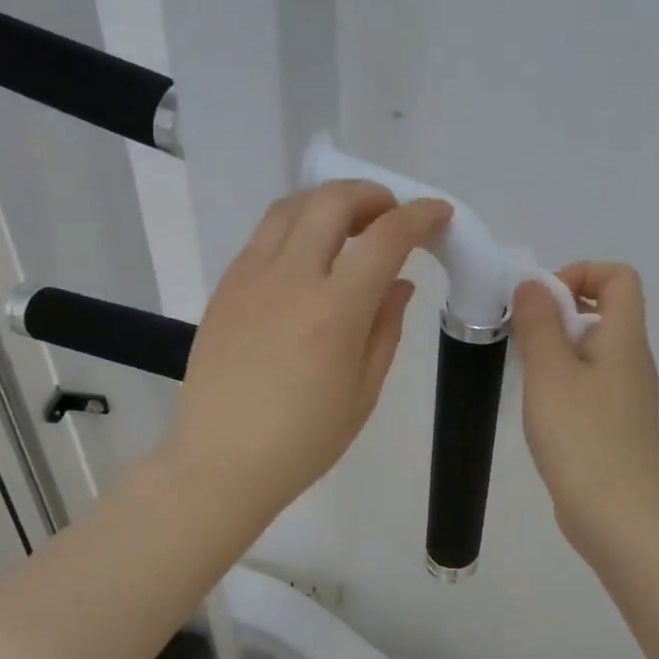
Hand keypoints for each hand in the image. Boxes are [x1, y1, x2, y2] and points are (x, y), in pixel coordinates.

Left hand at [163, 181, 450, 527]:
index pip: (385, 238)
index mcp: (334, 310)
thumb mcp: (364, 390)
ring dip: (329, 203)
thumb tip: (399, 283)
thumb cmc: (304, 440)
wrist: (220, 463)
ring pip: (291, 207)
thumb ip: (386, 327)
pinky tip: (308, 256)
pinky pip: (264, 236)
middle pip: (331, 201)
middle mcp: (290, 279)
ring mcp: (250, 278)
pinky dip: (297, 226)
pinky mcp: (225, 287)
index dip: (419, 216)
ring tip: (349, 227)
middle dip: (372, 195)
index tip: (438, 213)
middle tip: (390, 216)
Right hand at [510, 262, 658, 556]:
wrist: (620, 518)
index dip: (582, 273)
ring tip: (525, 372)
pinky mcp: (614, 425)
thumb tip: (533, 284)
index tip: (543, 300)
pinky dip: (562, 380)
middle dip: (559, 310)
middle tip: (523, 336)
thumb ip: (539, 323)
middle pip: (604, 310)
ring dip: (556, 348)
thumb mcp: (550, 373)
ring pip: (592, 349)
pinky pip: (589, 383)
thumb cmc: (583, 438)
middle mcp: (632, 361)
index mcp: (624, 339)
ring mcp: (626, 396)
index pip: (620, 277)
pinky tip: (538, 406)